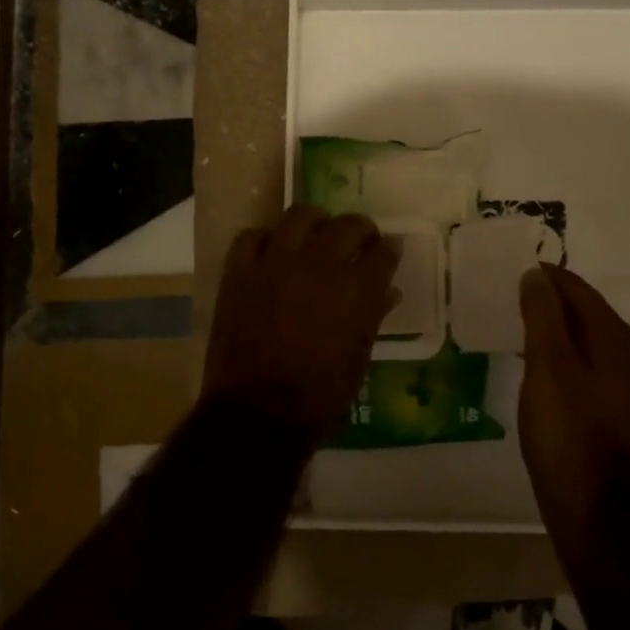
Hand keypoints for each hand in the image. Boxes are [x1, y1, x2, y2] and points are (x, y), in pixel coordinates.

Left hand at [201, 205, 399, 437]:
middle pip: (347, 225)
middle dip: (359, 228)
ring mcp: (276, 263)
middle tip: (358, 239)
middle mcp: (320, 265)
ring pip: (300, 216)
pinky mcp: (240, 271)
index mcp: (357, 289)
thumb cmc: (320, 395)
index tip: (387, 250)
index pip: (382, 252)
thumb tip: (388, 291)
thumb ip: (373, 315)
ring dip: (314, 221)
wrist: (259, 413)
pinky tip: (272, 251)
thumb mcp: (358, 357)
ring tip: (316, 232)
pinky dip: (265, 239)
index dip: (388, 249)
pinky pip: (252, 236)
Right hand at [518, 263, 629, 531]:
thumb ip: (542, 314)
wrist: (590, 502)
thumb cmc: (565, 428)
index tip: (516, 271)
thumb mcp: (547, 364)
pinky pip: (587, 365)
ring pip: (587, 341)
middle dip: (552, 301)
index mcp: (616, 339)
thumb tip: (536, 275)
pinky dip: (563, 355)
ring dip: (556, 329)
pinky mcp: (615, 410)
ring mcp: (626, 386)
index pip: (580, 291)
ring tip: (520, 326)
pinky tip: (539, 366)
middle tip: (514, 297)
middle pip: (587, 313)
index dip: (548, 278)